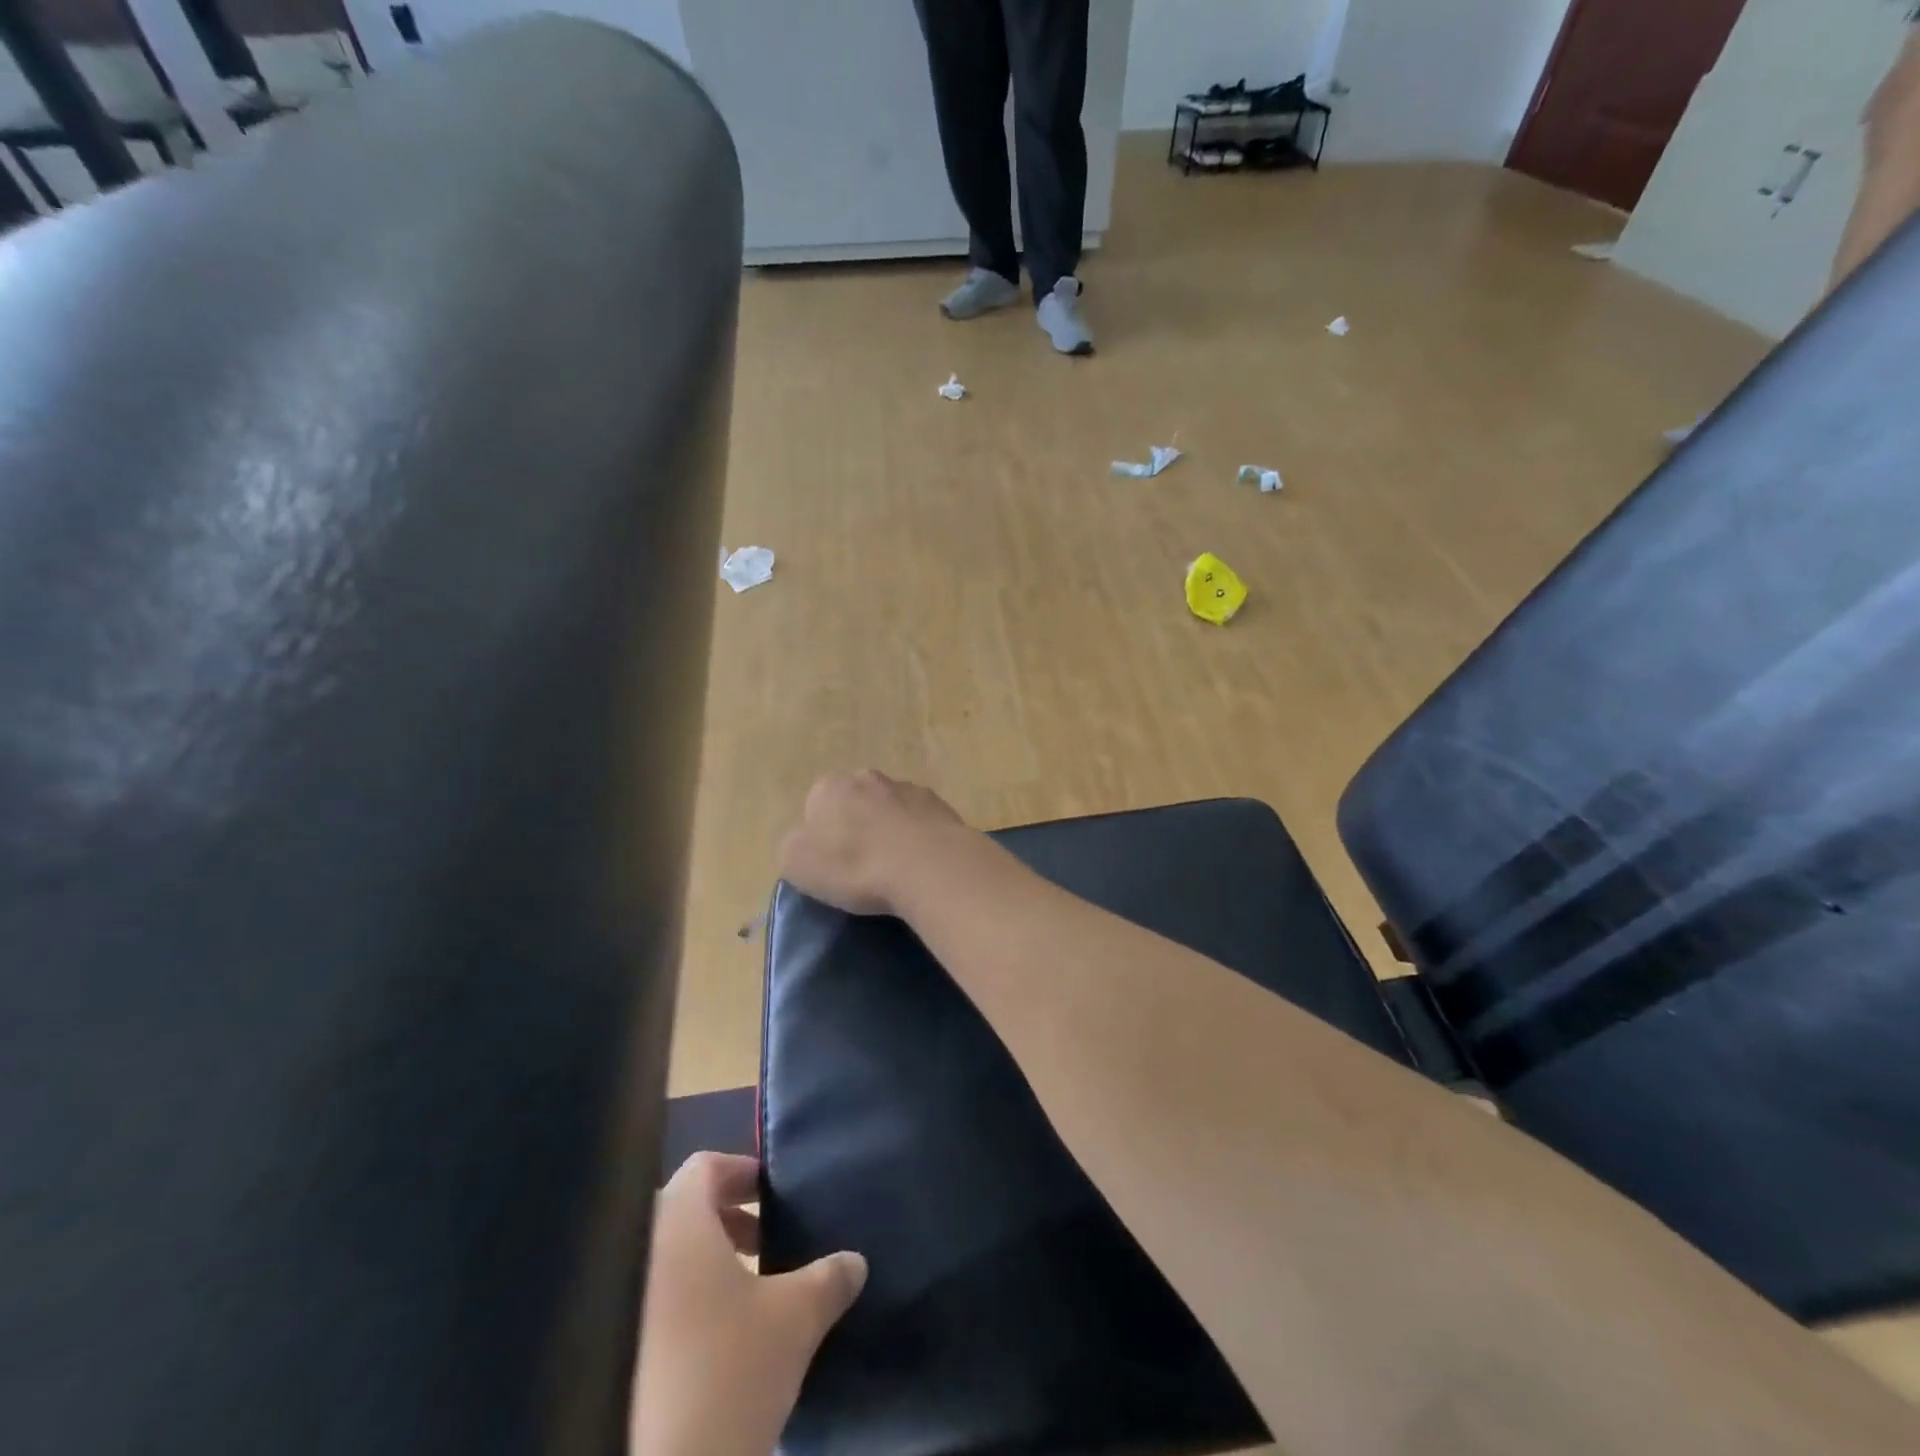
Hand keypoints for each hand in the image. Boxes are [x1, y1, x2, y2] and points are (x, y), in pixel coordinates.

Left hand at [630, 1153, 866, 1455]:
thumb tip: (855, 1261)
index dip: (745, 1174)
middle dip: (728, 1225)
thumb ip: (828, 1278)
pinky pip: (644, 1306)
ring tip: (745, 1302)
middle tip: (766, 1249)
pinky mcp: (601, 1352)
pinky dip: (677, 1310)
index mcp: (676, 1219)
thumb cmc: (725, 1369)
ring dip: (704, 1270)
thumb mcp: (794, 1319)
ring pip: (663, 1262)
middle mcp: (635, 1247)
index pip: (707, 1166)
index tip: (775, 1200)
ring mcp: (611, 1302)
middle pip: (684, 1211)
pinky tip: (712, 1349)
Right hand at [778, 771, 968, 916]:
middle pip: (855, 802)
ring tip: (896, 867)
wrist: (929, 866)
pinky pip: (921, 821)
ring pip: (890, 808)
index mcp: (829, 788)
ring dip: (890, 829)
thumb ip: (793, 845)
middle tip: (862, 865)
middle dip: (857, 825)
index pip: (815, 806)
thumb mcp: (797, 864)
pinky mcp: (940, 805)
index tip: (831, 864)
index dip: (821, 836)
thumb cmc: (855, 866)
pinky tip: (921, 863)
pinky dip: (919, 837)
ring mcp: (908, 788)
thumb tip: (805, 841)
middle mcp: (868, 778)